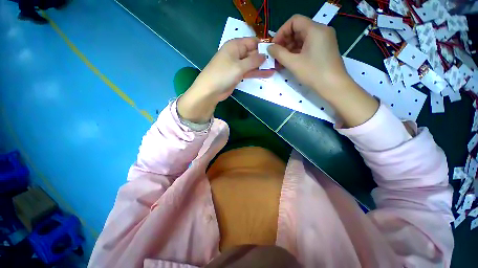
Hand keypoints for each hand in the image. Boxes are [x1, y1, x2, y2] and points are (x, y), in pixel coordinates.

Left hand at [178, 37, 273, 122]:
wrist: (210, 91)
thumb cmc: (223, 74)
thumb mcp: (239, 66)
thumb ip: (253, 61)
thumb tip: (265, 55)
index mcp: (235, 46)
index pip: (252, 42)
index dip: (263, 45)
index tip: (276, 50)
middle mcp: (236, 54)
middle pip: (253, 53)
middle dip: (264, 57)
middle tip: (278, 61)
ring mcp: (237, 65)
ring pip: (252, 64)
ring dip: (262, 66)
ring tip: (276, 68)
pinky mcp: (237, 75)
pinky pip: (249, 72)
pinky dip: (257, 73)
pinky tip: (267, 74)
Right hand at [269, 15, 378, 127]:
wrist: (333, 86)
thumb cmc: (313, 73)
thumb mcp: (293, 63)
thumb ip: (279, 53)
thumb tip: (269, 48)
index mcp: (315, 29)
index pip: (294, 21)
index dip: (281, 31)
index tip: (274, 46)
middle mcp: (321, 31)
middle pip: (298, 29)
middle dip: (285, 42)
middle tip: (276, 55)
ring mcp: (324, 40)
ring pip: (302, 39)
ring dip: (290, 48)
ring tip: (281, 61)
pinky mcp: (324, 49)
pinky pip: (307, 46)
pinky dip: (297, 52)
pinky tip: (290, 62)